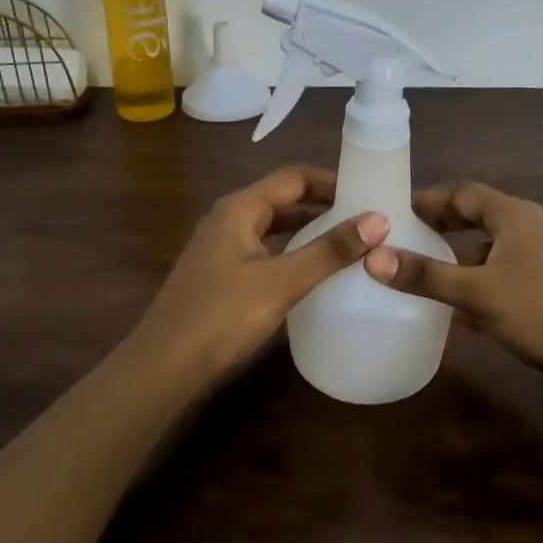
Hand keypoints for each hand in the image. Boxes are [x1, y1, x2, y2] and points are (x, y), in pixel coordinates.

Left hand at [129, 165, 386, 389]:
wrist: (164, 365)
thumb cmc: (222, 316)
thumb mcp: (282, 282)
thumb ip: (328, 251)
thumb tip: (378, 220)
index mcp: (239, 208)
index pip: (294, 177)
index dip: (332, 181)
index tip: (369, 193)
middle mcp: (228, 217)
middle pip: (283, 197)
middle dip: (323, 203)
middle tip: (366, 218)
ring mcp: (221, 245)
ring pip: (273, 225)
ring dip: (308, 228)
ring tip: (348, 241)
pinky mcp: (220, 272)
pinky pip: (264, 248)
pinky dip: (291, 250)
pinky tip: (311, 270)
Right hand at [363, 181, 542, 376]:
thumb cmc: (540, 312)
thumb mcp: (477, 292)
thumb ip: (426, 276)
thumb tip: (373, 258)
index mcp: (515, 216)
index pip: (463, 192)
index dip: (428, 199)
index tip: (394, 212)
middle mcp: (530, 229)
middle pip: (476, 218)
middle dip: (440, 229)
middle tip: (403, 240)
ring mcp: (541, 260)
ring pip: (488, 252)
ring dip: (457, 264)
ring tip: (422, 280)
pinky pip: (501, 280)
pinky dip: (477, 290)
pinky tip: (456, 321)